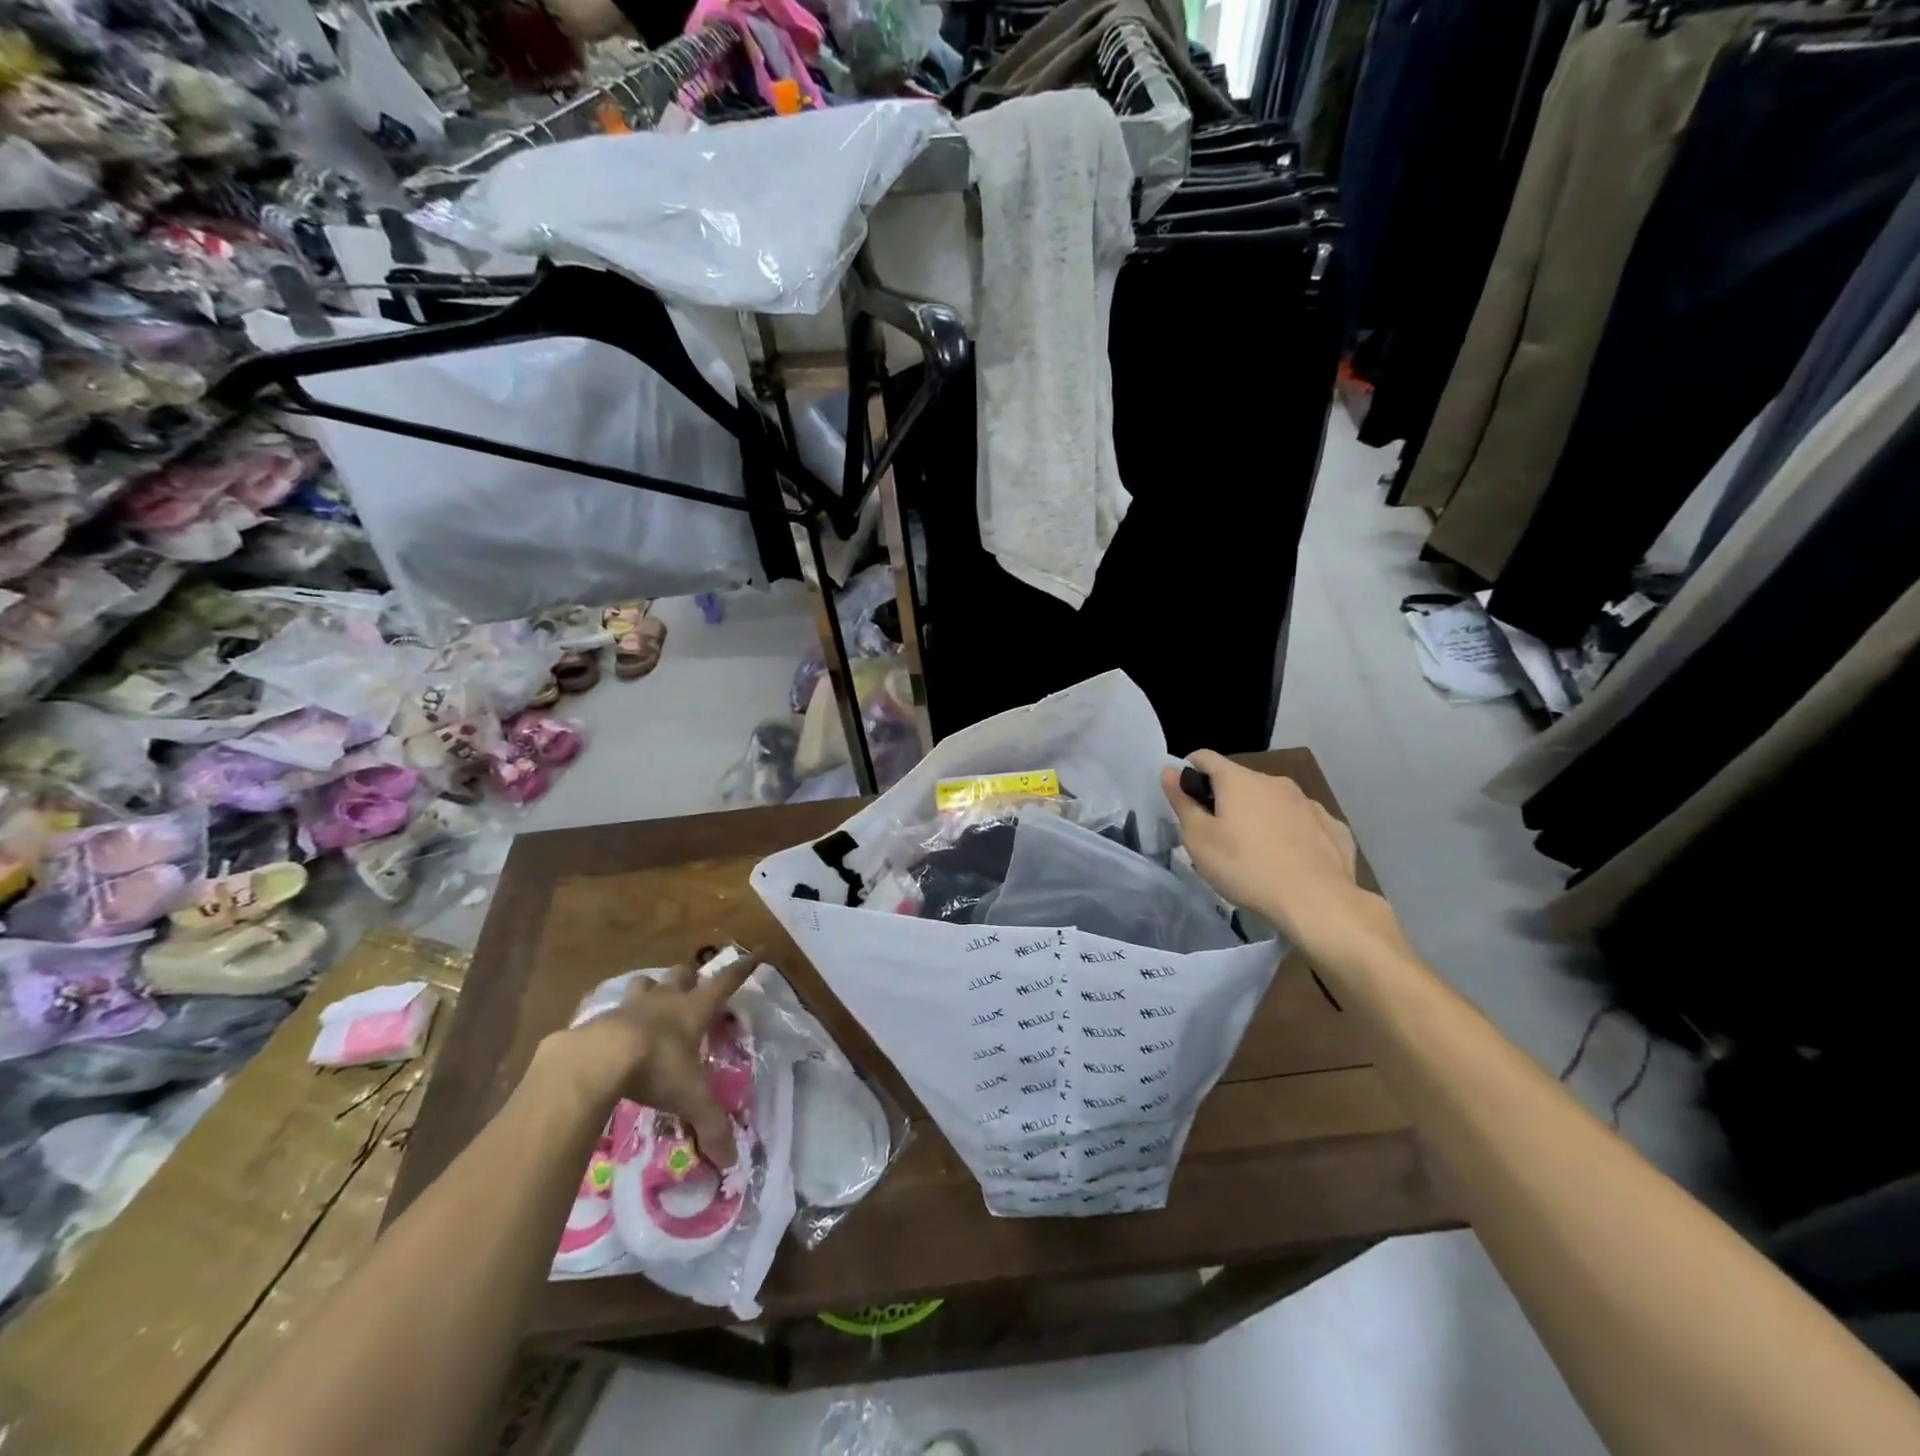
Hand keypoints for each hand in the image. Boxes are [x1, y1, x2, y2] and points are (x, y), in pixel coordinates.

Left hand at [546, 953, 757, 1167]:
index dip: (743, 968)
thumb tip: (732, 1162)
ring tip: (651, 1003)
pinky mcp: (600, 1017)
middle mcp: (666, 999)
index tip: (756, 952)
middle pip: (683, 973)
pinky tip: (613, 1034)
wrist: (596, 1059)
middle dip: (689, 978)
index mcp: (694, 1010)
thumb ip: (712, 1125)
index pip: (726, 981)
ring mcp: (631, 1005)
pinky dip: (616, 1016)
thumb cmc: (655, 1067)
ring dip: (652, 988)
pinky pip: (612, 1008)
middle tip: (691, 989)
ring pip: (646, 982)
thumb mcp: (689, 1098)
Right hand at [1161, 750, 1368, 953]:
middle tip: (1217, 836)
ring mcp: (1308, 803)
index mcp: (1239, 780)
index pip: (1205, 757)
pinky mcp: (1333, 826)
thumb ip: (1182, 802)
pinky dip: (1290, 833)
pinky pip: (1302, 822)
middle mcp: (1274, 781)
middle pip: (1240, 781)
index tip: (1185, 797)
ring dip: (1259, 816)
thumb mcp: (1199, 840)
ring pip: (1273, 801)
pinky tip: (1290, 860)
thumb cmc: (1246, 867)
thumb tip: (1169, 770)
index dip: (1189, 771)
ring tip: (1255, 852)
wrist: (1317, 901)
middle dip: (1225, 800)